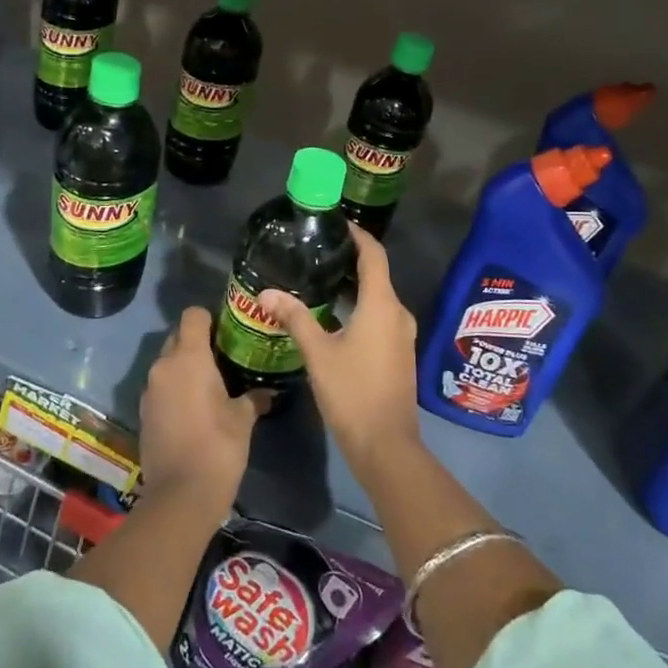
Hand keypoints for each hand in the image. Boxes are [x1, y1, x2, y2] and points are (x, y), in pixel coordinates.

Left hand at [138, 307, 264, 508]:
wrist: (180, 495)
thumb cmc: (218, 446)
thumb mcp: (243, 419)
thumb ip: (254, 398)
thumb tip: (269, 392)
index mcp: (189, 357)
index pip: (193, 315)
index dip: (210, 318)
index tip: (227, 332)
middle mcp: (164, 366)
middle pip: (178, 337)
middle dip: (197, 343)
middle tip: (223, 359)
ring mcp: (149, 390)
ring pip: (167, 364)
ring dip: (185, 368)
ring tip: (210, 386)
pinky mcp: (144, 413)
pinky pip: (161, 388)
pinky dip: (175, 390)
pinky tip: (194, 409)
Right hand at [260, 226, 421, 471]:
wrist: (386, 445)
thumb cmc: (352, 392)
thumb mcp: (318, 353)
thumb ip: (295, 318)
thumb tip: (266, 293)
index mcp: (382, 305)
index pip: (374, 255)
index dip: (358, 234)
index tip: (335, 222)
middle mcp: (398, 313)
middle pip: (376, 274)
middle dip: (349, 260)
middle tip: (316, 250)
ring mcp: (401, 334)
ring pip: (378, 297)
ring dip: (352, 286)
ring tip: (318, 278)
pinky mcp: (398, 352)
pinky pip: (380, 316)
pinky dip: (359, 307)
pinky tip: (333, 314)